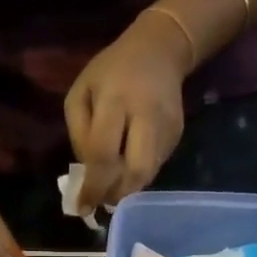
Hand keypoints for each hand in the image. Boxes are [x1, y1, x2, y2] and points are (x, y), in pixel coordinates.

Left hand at [65, 12, 191, 213]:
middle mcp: (146, 115)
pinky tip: (128, 166)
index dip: (93, 186)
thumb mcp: (81, 91)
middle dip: (115, 193)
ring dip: (127, 188)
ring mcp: (166, 127)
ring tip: (112, 187)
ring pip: (147, 174)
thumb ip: (79, 134)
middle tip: (102, 201)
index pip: (104, 154)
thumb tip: (87, 175)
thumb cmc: (111, 72)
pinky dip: (138, 175)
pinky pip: (155, 166)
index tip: (83, 207)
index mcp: (116, 100)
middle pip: (134, 171)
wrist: (160, 50)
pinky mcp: (177, 135)